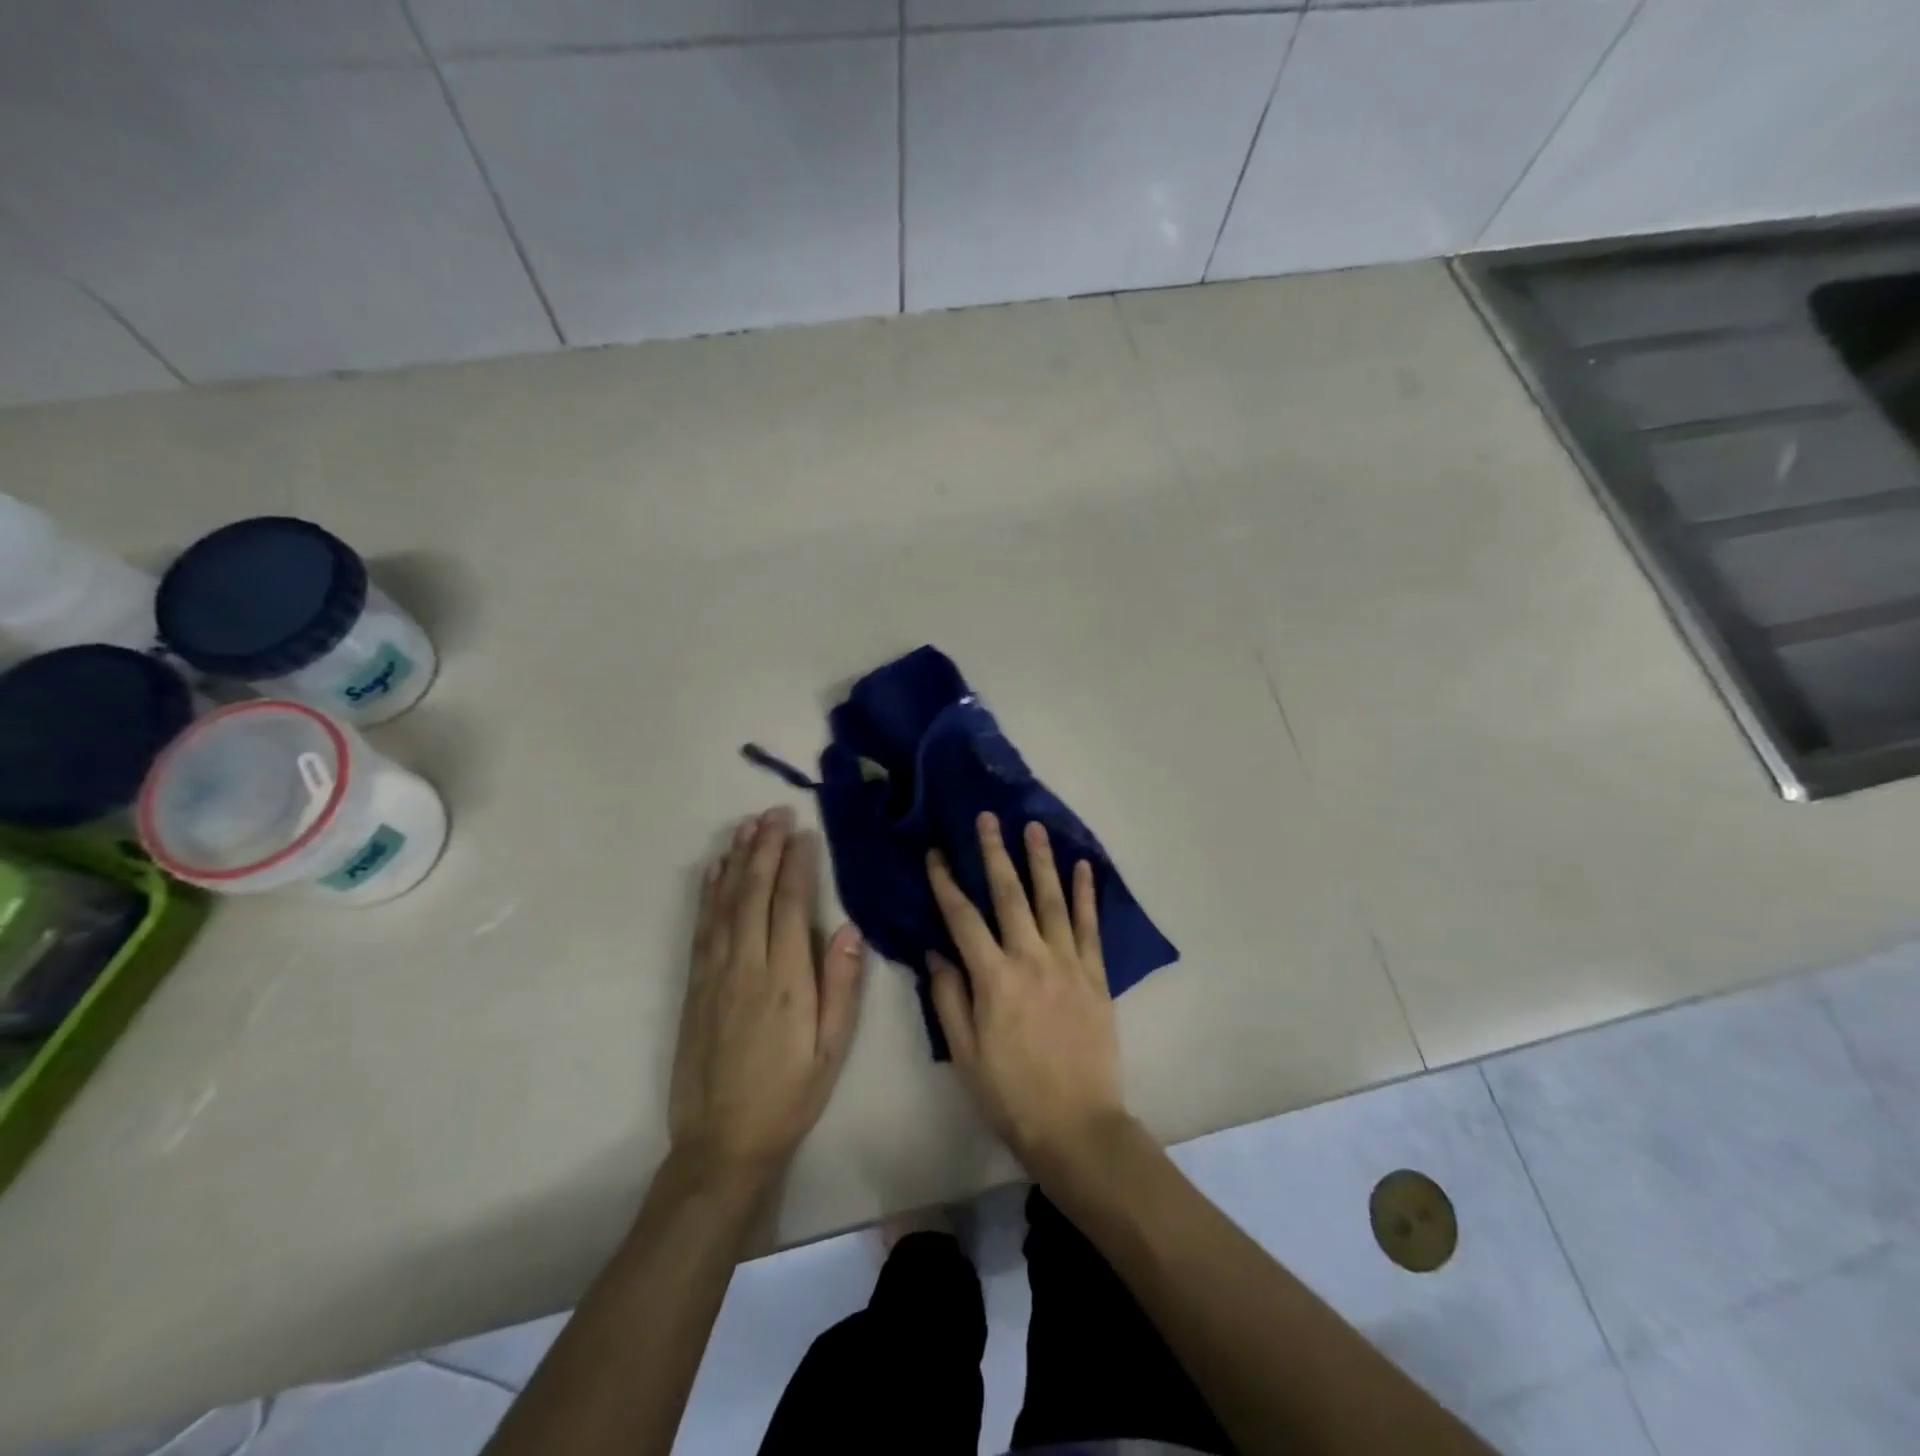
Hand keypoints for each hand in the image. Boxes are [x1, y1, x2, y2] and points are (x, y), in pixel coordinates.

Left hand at [669, 807, 866, 1181]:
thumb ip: (843, 986)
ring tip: (746, 825)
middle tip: (774, 811)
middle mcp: (746, 965)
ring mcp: (714, 973)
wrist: (721, 1143)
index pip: (791, 905)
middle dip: (765, 847)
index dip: (797, 864)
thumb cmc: (789, 1095)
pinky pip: (702, 927)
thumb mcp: (832, 1049)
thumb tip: (849, 928)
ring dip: (736, 860)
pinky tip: (714, 871)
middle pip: (754, 893)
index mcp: (786, 979)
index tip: (803, 831)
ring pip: (724, 903)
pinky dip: (708, 893)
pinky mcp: (695, 985)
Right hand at [926, 812, 1128, 1173]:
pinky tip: (1083, 867)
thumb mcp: (964, 1052)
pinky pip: (1089, 926)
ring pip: (1052, 900)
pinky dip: (1086, 894)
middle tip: (988, 818)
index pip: (963, 918)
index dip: (947, 883)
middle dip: (995, 853)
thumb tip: (935, 950)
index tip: (936, 853)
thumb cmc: (1011, 1094)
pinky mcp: (1096, 975)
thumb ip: (948, 997)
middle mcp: (1030, 959)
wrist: (1077, 1126)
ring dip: (1041, 861)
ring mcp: (1067, 963)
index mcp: (993, 979)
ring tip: (1034, 827)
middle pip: (1009, 895)